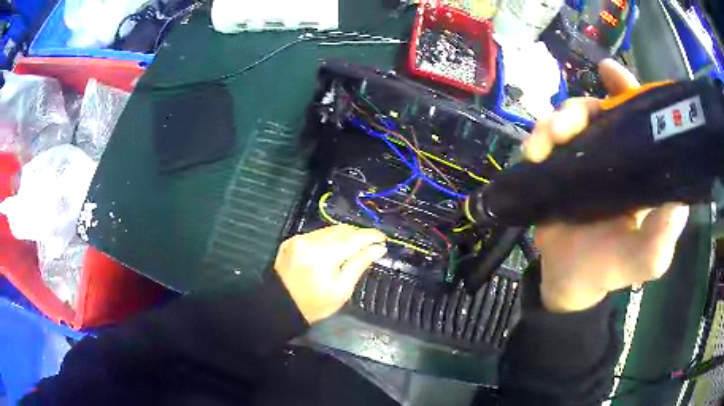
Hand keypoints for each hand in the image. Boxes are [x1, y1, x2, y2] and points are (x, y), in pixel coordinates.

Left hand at [274, 225, 386, 322]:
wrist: (281, 306)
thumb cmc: (315, 304)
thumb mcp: (342, 290)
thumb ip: (359, 265)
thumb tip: (378, 249)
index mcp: (323, 256)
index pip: (354, 238)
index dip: (371, 236)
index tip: (383, 238)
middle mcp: (310, 241)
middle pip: (342, 230)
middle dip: (358, 235)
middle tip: (371, 245)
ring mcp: (299, 239)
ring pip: (329, 230)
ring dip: (344, 236)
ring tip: (354, 247)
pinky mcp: (291, 241)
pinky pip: (316, 234)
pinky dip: (328, 239)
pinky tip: (334, 249)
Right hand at [524, 59, 689, 312]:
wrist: (569, 282)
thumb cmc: (611, 269)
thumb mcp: (646, 260)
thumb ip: (662, 237)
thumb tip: (677, 200)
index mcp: (642, 168)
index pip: (639, 118)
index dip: (627, 90)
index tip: (609, 72)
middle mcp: (617, 155)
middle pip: (599, 110)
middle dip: (580, 109)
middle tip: (565, 126)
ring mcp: (586, 159)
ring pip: (571, 119)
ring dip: (554, 123)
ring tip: (543, 144)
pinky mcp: (560, 167)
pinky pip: (548, 138)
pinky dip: (538, 137)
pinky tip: (534, 152)